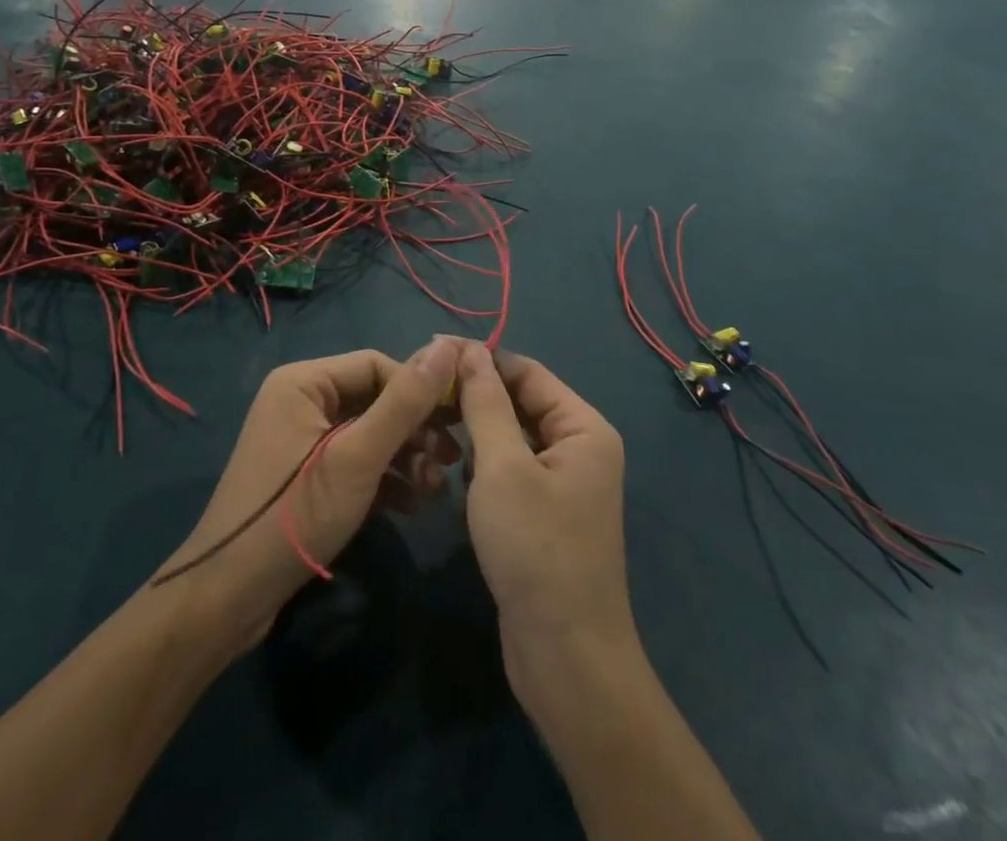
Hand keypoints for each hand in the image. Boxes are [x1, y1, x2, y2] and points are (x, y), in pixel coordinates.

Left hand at [154, 339, 463, 651]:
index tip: (457, 424)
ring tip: (435, 490)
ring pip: (368, 433)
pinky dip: (384, 478)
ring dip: (405, 458)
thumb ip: (404, 403)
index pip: (377, 365)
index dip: (419, 390)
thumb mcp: (358, 457)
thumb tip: (448, 347)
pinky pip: (354, 460)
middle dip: (415, 430)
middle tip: (452, 461)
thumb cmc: (295, 514)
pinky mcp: (305, 474)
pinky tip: (413, 505)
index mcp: (304, 381)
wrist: (229, 596)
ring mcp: (301, 438)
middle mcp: (301, 399)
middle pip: (374, 399)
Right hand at [454, 342, 635, 688]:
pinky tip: (455, 476)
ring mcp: (563, 483)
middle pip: (520, 403)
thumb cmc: (536, 550)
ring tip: (432, 431)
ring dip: (475, 434)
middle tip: (423, 394)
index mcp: (583, 427)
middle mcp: (579, 448)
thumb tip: (467, 349)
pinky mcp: (545, 514)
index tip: (430, 353)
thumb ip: (484, 402)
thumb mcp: (502, 467)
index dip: (480, 359)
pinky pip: (510, 470)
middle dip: (474, 398)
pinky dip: (483, 467)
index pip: (527, 371)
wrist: (565, 658)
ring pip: (511, 437)